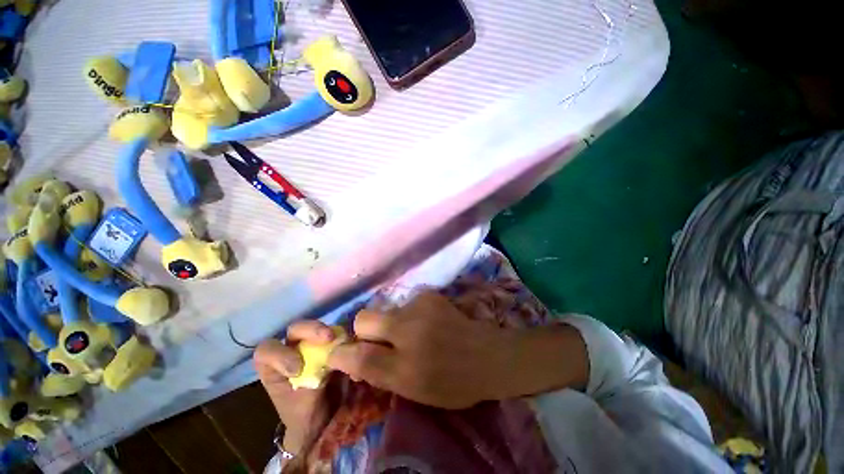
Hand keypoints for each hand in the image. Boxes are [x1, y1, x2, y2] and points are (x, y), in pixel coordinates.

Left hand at [254, 321, 336, 453]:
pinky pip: (335, 332)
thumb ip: (311, 383)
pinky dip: (341, 335)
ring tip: (341, 339)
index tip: (298, 370)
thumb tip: (328, 361)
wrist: (325, 419)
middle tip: (328, 337)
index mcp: (273, 367)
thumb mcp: (303, 406)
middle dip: (310, 330)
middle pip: (295, 330)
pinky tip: (349, 343)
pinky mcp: (330, 344)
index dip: (280, 355)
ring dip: (328, 331)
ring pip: (316, 328)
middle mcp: (291, 350)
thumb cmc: (305, 415)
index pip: (267, 350)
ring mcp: (311, 344)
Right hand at [327, 292, 588, 408]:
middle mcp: (409, 331)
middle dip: (363, 330)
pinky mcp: (430, 294)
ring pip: (386, 310)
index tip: (340, 354)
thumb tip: (353, 357)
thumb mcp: (415, 391)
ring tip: (413, 333)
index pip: (359, 357)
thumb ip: (381, 373)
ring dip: (391, 323)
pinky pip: (406, 304)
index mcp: (405, 368)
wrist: (488, 355)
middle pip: (364, 318)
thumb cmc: (454, 382)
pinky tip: (428, 322)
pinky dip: (409, 314)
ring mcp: (420, 307)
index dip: (343, 355)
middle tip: (379, 340)